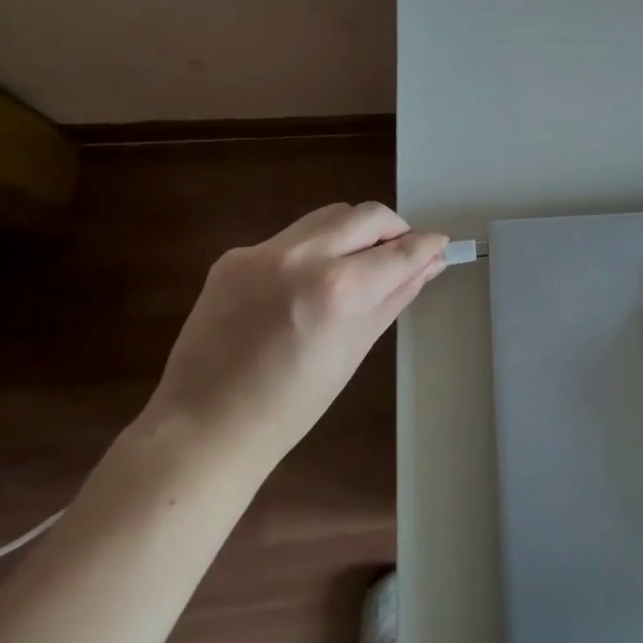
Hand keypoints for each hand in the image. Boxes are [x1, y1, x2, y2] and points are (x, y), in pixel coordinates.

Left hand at [147, 203, 446, 475]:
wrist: (203, 428)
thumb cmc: (292, 405)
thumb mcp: (356, 348)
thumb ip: (396, 295)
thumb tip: (430, 263)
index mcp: (339, 290)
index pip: (401, 250)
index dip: (427, 244)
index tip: (439, 243)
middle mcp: (303, 256)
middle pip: (368, 214)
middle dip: (393, 228)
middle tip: (399, 253)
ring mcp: (263, 252)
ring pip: (329, 216)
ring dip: (353, 231)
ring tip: (354, 265)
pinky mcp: (234, 255)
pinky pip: (289, 238)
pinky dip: (310, 251)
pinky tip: (302, 286)